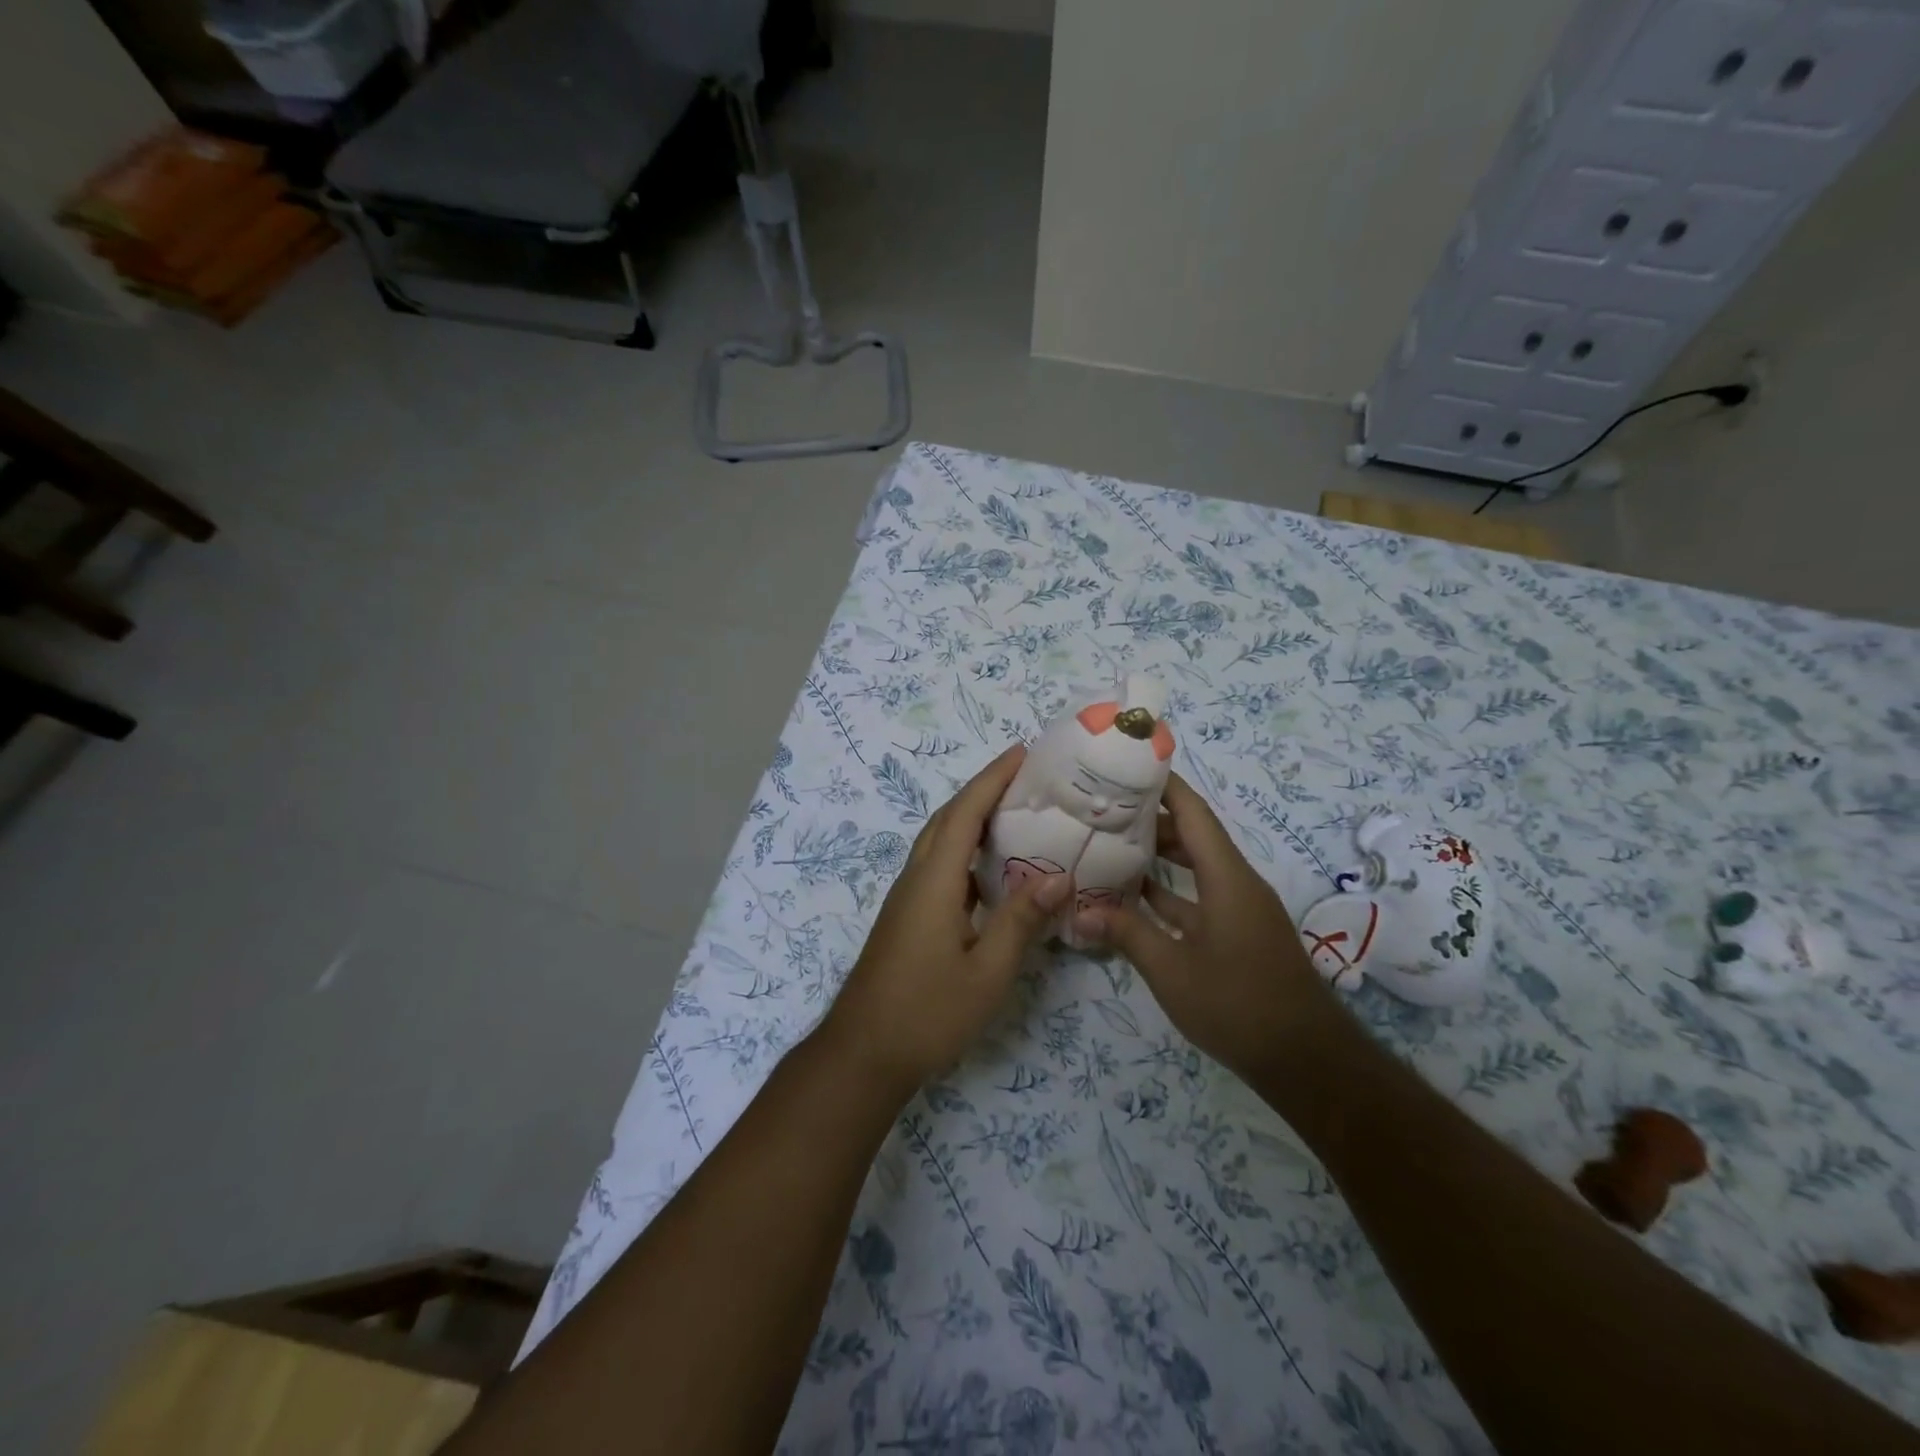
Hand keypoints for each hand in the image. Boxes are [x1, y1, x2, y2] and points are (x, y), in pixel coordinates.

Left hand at [818, 745, 1070, 1099]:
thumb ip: (1021, 920)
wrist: (864, 1052)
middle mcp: (916, 878)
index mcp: (934, 881)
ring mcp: (908, 898)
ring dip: (971, 817)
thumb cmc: (927, 1012)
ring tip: (1014, 812)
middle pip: (948, 818)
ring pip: (939, 841)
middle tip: (1025, 776)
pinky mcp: (908, 916)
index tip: (1021, 752)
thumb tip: (1059, 874)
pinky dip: (965, 850)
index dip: (992, 778)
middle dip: (983, 789)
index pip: (965, 813)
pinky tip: (992, 870)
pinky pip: (938, 865)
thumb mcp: (987, 971)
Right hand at [1073, 772, 1337, 1081]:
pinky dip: (1171, 892)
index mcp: (1227, 878)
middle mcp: (1236, 883)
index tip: (1128, 767)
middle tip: (1104, 810)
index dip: (1164, 786)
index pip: (1193, 814)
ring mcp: (1240, 909)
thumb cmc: (1237, 1004)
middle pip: (1193, 835)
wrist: (1305, 1059)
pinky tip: (1136, 897)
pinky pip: (1200, 896)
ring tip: (1112, 846)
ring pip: (1197, 867)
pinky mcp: (1239, 933)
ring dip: (1160, 856)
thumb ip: (1126, 935)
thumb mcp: (1172, 970)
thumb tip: (1078, 915)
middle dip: (1151, 819)